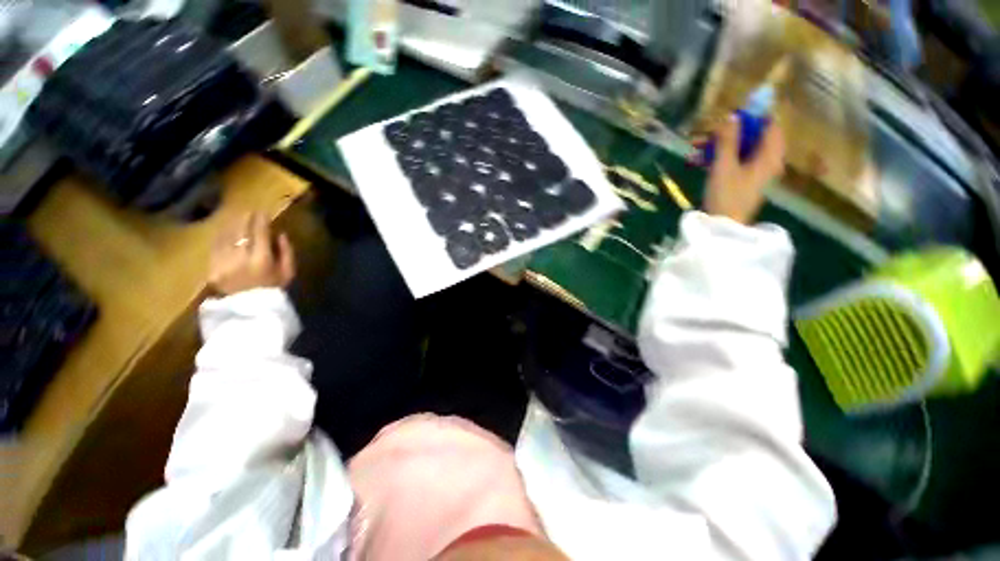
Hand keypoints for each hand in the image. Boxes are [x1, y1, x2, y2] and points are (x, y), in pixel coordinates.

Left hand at [209, 211, 295, 295]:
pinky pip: (215, 246)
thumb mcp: (288, 272)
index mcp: (262, 259)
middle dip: (246, 219)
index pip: (260, 232)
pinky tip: (225, 230)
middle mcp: (240, 258)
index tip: (263, 212)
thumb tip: (280, 234)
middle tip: (250, 211)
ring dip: (232, 224)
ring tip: (237, 217)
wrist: (250, 310)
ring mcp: (223, 262)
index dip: (261, 220)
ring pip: (226, 236)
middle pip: (241, 231)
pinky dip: (220, 236)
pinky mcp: (211, 267)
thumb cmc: (274, 289)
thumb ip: (286, 252)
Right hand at [704, 115, 785, 224]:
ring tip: (696, 147)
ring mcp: (755, 170)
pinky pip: (734, 160)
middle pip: (752, 136)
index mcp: (770, 155)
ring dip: (719, 145)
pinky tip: (698, 160)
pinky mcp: (743, 179)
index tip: (732, 115)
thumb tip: (731, 116)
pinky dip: (718, 158)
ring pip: (740, 148)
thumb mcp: (724, 166)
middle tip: (707, 133)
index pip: (770, 124)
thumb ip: (728, 140)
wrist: (723, 226)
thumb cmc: (726, 195)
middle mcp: (767, 160)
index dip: (753, 116)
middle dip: (729, 132)